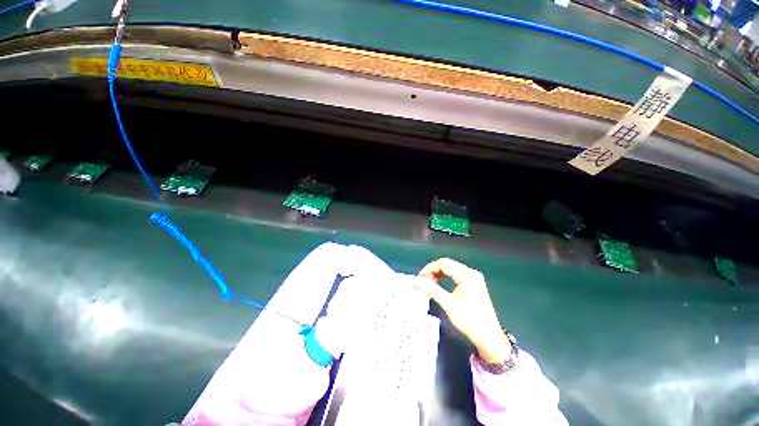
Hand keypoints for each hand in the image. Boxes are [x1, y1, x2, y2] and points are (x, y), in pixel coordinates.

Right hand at [419, 258, 510, 363]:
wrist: (488, 337)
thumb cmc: (469, 320)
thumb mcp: (448, 305)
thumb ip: (433, 290)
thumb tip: (421, 282)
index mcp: (467, 276)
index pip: (444, 264)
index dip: (430, 268)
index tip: (420, 277)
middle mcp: (471, 273)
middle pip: (448, 264)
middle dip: (434, 270)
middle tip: (423, 279)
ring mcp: (474, 277)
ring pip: (452, 268)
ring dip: (439, 273)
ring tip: (429, 282)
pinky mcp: (474, 283)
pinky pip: (456, 274)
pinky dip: (446, 276)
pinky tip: (439, 282)